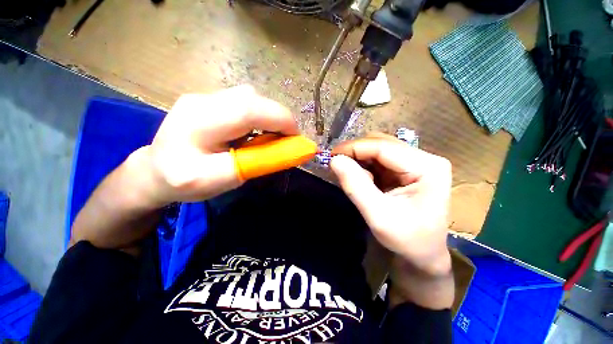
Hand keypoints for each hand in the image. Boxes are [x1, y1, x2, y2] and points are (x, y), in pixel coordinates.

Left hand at [135, 85, 297, 206]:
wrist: (154, 170)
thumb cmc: (183, 181)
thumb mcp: (220, 180)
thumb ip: (253, 163)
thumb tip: (286, 151)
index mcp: (199, 122)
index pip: (249, 109)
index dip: (281, 120)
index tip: (296, 138)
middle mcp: (202, 100)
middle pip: (253, 99)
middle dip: (278, 118)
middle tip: (285, 140)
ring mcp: (205, 97)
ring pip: (251, 99)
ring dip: (269, 117)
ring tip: (270, 137)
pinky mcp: (210, 101)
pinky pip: (244, 103)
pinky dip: (258, 116)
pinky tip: (254, 132)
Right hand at [331, 133, 451, 274]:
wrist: (423, 253)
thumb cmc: (406, 239)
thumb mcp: (378, 216)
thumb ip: (355, 186)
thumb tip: (335, 160)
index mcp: (427, 167)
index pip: (383, 147)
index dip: (354, 148)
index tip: (332, 156)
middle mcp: (424, 159)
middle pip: (381, 144)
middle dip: (356, 153)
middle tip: (338, 167)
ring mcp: (415, 162)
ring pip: (378, 149)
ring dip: (359, 160)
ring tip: (351, 177)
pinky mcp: (405, 169)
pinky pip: (378, 159)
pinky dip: (364, 166)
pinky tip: (360, 179)